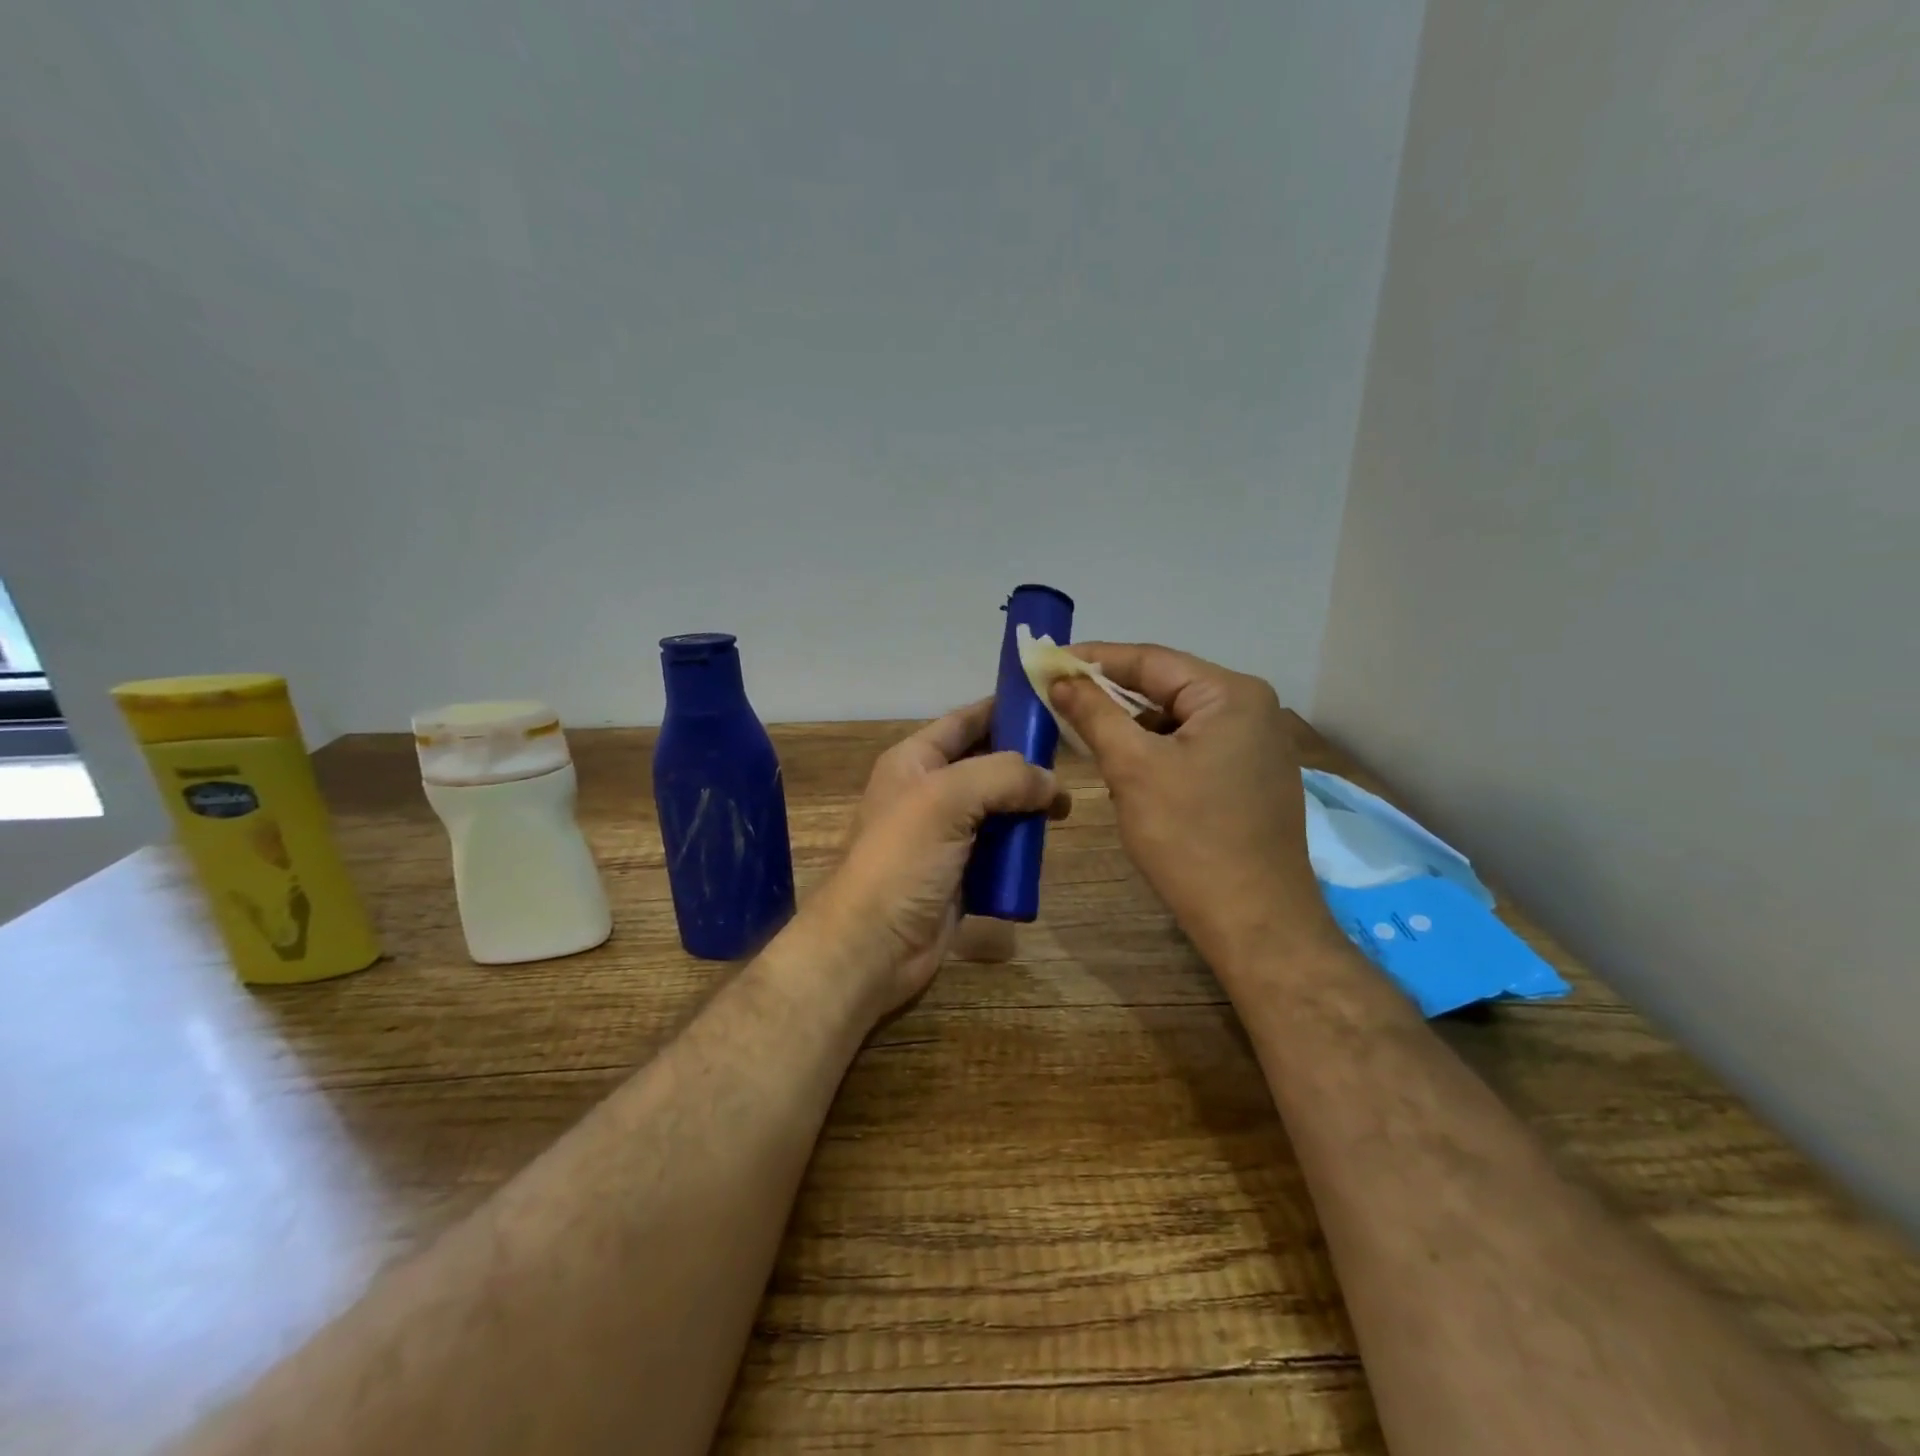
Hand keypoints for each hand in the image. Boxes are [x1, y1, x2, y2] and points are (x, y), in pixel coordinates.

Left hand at [805, 700, 1068, 1019]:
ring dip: (1027, 807)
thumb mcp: (947, 799)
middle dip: (1025, 762)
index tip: (1052, 704)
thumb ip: (1003, 776)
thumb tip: (1050, 782)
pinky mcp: (960, 873)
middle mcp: (929, 792)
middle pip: (986, 764)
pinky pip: (998, 849)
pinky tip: (1045, 844)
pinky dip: (1020, 846)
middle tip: (1073, 762)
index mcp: (915, 761)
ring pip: (996, 808)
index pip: (965, 721)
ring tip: (1065, 808)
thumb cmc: (902, 860)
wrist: (873, 946)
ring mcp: (944, 835)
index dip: (1004, 709)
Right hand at [1048, 643, 1337, 972]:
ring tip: (1084, 731)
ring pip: (1177, 720)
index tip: (1048, 660)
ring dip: (1131, 725)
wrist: (1254, 921)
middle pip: (1166, 687)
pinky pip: (1193, 746)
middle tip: (1058, 696)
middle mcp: (1253, 708)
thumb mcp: (1133, 769)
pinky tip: (1126, 765)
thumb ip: (1094, 714)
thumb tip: (1061, 678)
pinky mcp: (1251, 776)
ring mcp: (1257, 744)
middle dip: (1111, 695)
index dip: (1094, 659)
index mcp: (1232, 694)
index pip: (1151, 660)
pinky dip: (1156, 750)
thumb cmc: (1190, 839)